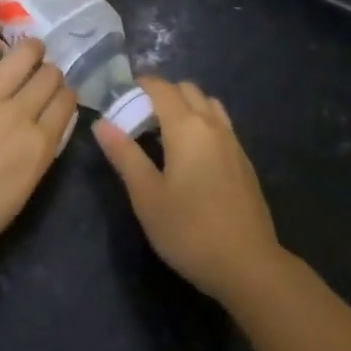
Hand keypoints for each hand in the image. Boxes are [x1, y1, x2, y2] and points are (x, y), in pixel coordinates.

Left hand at [0, 37, 76, 283]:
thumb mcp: (20, 194)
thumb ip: (35, 156)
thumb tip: (39, 131)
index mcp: (39, 148)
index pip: (66, 103)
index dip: (65, 95)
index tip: (58, 96)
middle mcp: (19, 116)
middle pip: (48, 76)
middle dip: (49, 73)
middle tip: (40, 77)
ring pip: (21, 56)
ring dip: (29, 50)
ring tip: (26, 52)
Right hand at [93, 78, 283, 305]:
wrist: (249, 266)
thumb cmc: (189, 230)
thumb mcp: (147, 196)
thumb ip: (124, 155)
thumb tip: (102, 123)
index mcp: (186, 126)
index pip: (162, 88)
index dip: (140, 84)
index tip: (121, 96)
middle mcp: (212, 125)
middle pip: (187, 90)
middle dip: (163, 93)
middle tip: (139, 117)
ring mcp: (233, 142)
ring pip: (208, 104)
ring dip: (186, 106)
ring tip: (165, 132)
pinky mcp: (244, 162)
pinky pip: (220, 125)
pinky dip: (202, 123)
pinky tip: (192, 155)